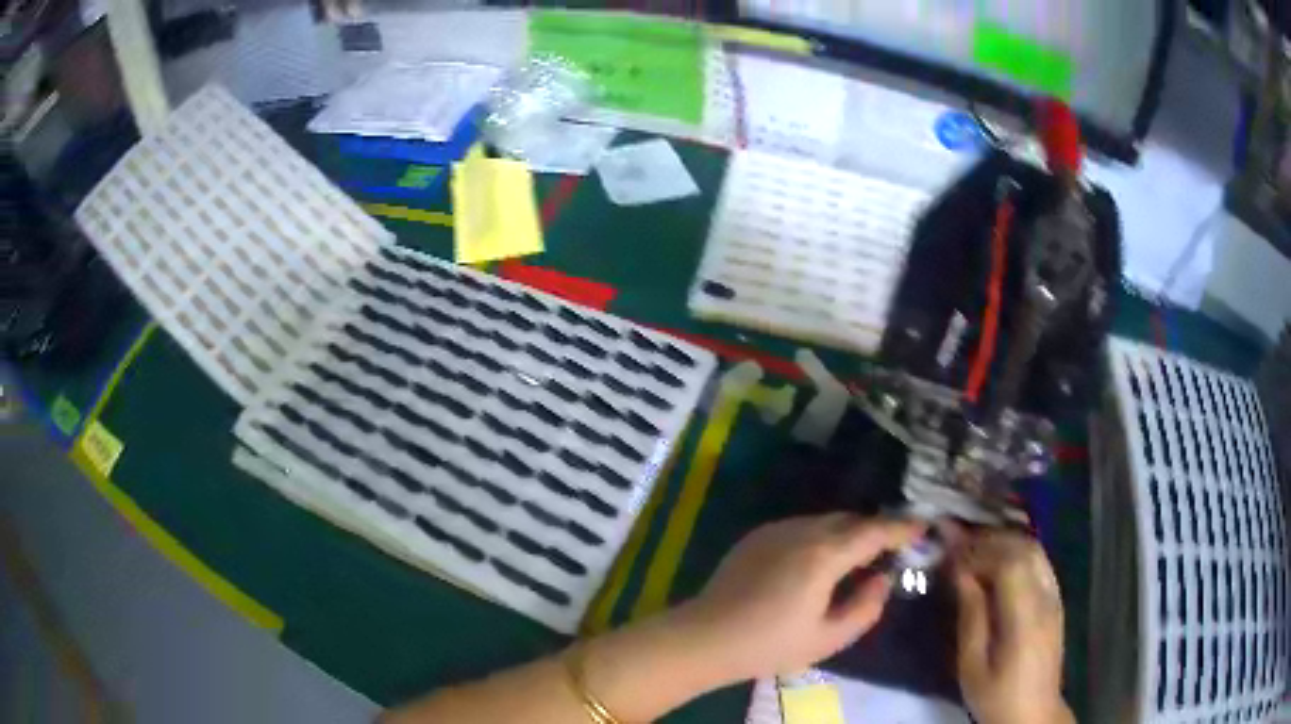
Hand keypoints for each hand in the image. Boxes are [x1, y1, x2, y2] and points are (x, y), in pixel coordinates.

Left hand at [672, 513, 924, 685]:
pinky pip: (801, 527)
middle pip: (850, 520)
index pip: (874, 532)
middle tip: (889, 551)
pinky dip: (820, 537)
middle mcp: (802, 531)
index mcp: (824, 556)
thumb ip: (865, 607)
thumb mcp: (828, 638)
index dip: (902, 528)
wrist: (706, 637)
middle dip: (874, 530)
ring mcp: (776, 530)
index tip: (922, 527)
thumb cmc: (770, 645)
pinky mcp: (757, 536)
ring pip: (825, 521)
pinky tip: (816, 564)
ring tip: (854, 561)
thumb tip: (883, 579)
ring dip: (846, 533)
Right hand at [951, 531, 1072, 723]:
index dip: (979, 552)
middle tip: (959, 545)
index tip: (951, 553)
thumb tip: (961, 574)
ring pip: (1035, 551)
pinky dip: (1018, 553)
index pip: (1009, 564)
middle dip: (990, 541)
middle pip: (1024, 549)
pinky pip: (1040, 562)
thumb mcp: (972, 665)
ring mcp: (1055, 597)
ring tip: (975, 550)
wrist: (1032, 712)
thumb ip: (970, 617)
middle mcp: (1046, 599)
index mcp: (1025, 619)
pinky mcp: (1056, 601)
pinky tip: (998, 562)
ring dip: (1005, 543)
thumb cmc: (996, 695)